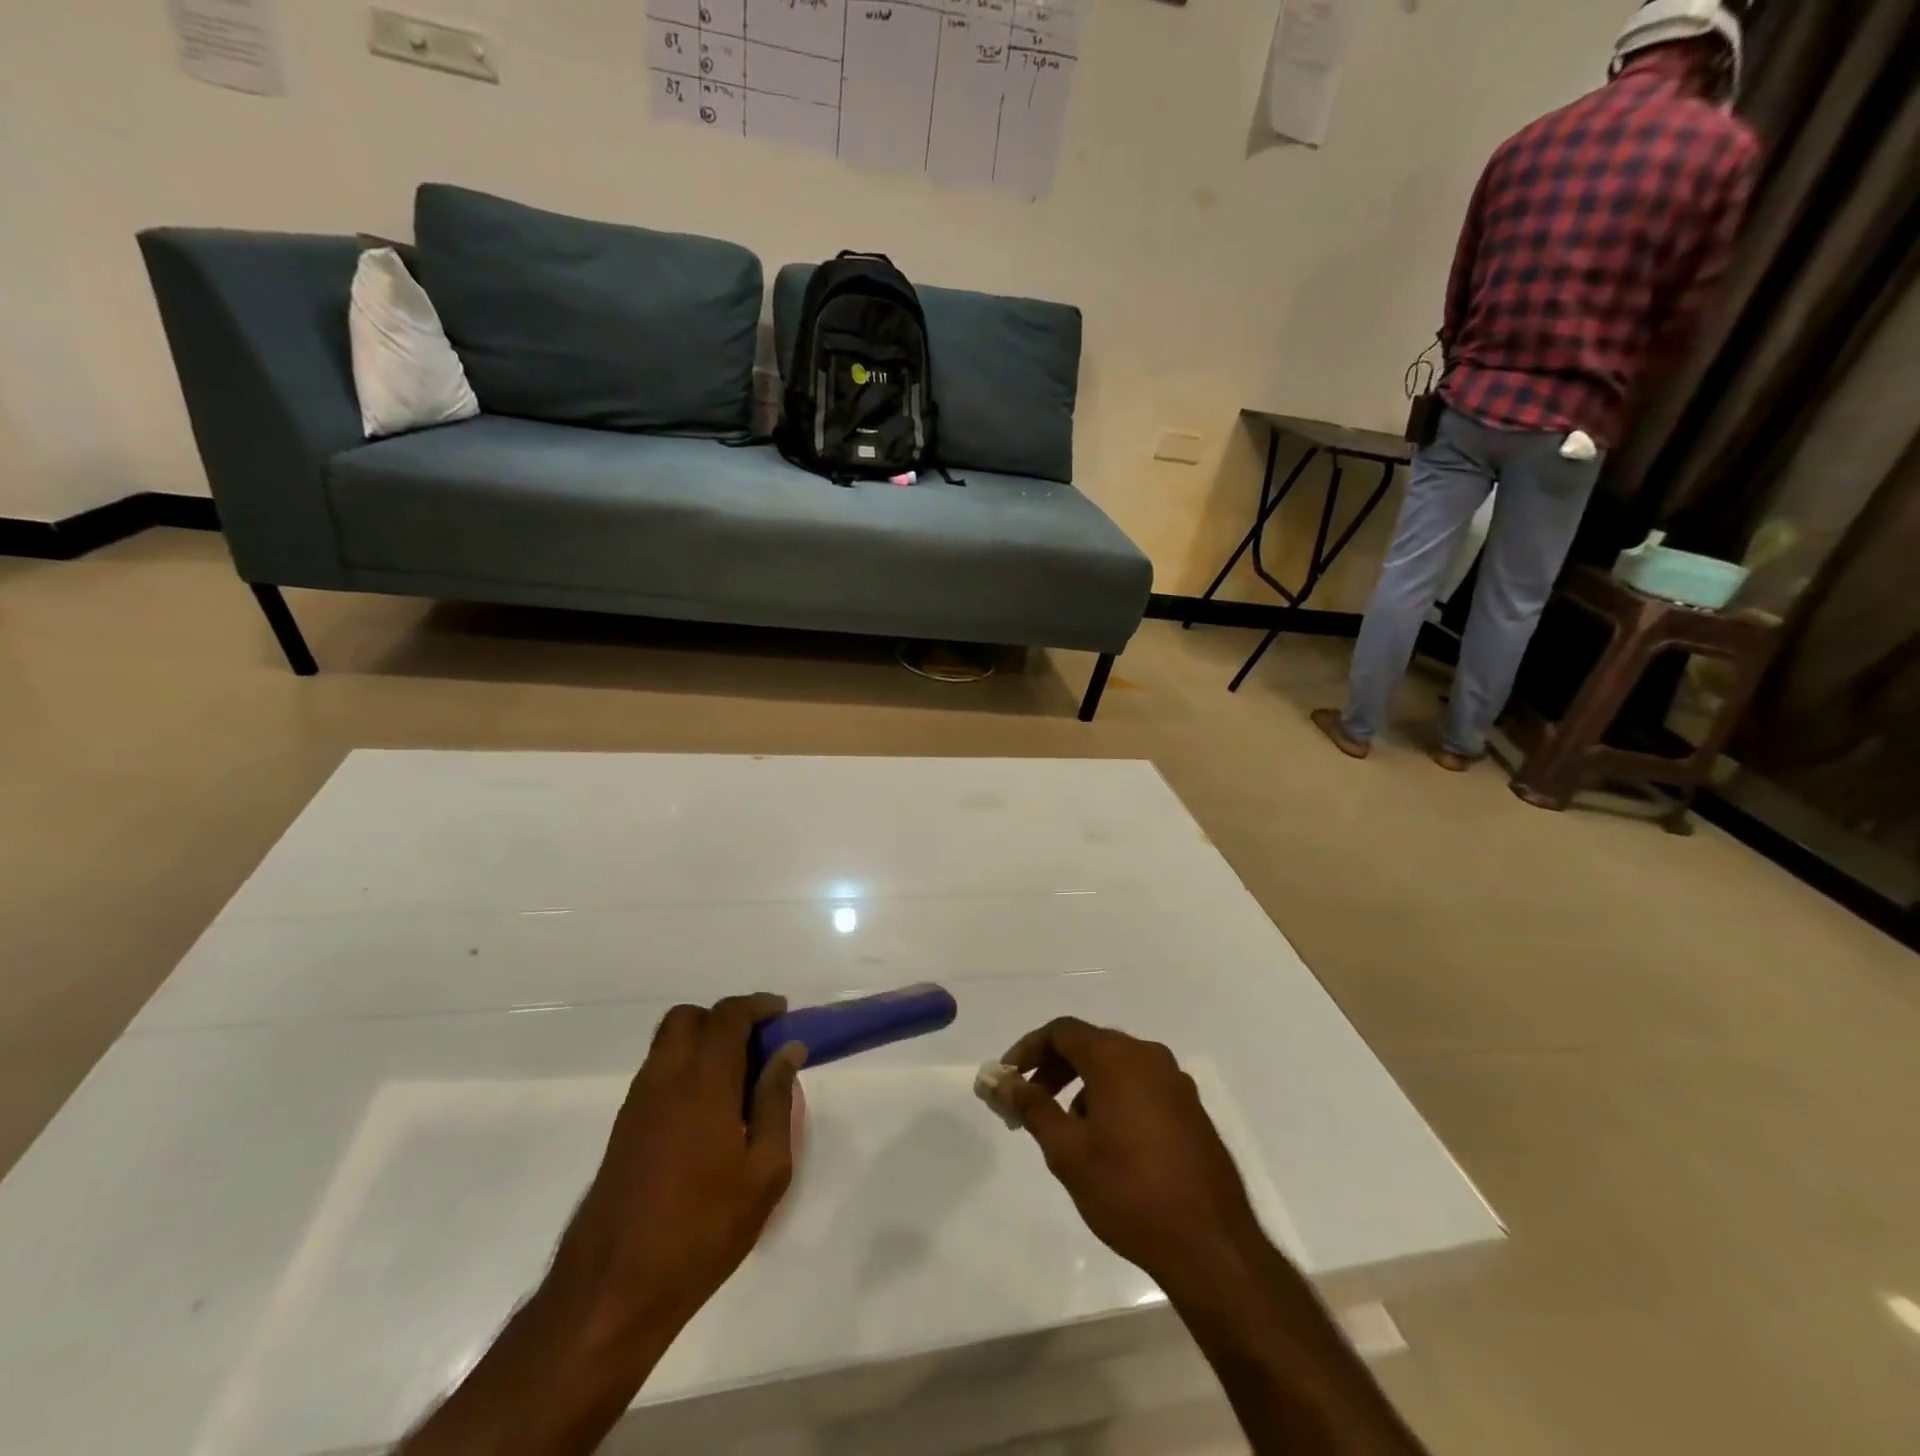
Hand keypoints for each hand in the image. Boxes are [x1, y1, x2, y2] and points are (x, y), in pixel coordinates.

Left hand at [545, 994, 806, 1342]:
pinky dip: (685, 1068)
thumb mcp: (764, 1172)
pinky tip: (708, 1112)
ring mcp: (636, 1103)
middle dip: (725, 1018)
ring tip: (738, 1080)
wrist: (613, 1292)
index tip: (783, 1014)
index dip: (758, 1005)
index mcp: (702, 1082)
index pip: (728, 1015)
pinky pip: (657, 1073)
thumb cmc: (702, 1230)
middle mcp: (664, 1078)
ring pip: (668, 1043)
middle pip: (689, 1017)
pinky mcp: (622, 1129)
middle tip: (757, 1045)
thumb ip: (776, 1102)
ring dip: (703, 1042)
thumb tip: (787, 1052)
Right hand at [994, 1017, 1266, 1297]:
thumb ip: (1031, 1107)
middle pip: (1089, 1045)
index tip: (1006, 1079)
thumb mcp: (1067, 1151)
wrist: (1212, 1245)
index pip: (1061, 1031)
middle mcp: (1148, 1056)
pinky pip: (1140, 1086)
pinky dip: (1112, 1098)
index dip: (1028, 1050)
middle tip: (1027, 1103)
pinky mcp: (1190, 1109)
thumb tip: (999, 1081)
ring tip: (1064, 1130)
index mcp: (1117, 1057)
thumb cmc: (1129, 1191)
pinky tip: (1104, 1142)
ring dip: (1082, 1085)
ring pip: (1116, 1067)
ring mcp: (1175, 1082)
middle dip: (1053, 1069)